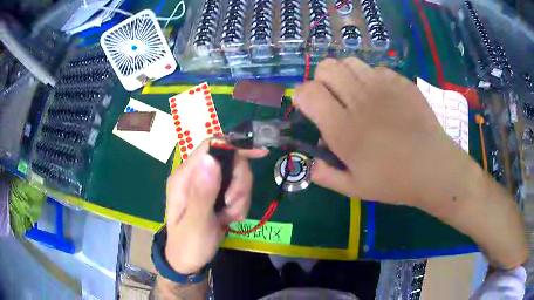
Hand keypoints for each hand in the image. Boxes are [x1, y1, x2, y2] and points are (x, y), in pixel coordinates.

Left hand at [164, 141, 266, 273]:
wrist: (188, 261)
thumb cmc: (188, 244)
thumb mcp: (196, 223)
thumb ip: (203, 192)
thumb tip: (211, 158)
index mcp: (185, 177)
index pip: (211, 147)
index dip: (234, 146)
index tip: (259, 154)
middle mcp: (196, 176)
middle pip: (230, 161)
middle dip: (239, 184)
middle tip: (232, 206)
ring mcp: (207, 185)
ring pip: (237, 177)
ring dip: (240, 199)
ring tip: (228, 218)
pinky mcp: (216, 195)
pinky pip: (238, 191)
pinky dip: (239, 205)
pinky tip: (229, 219)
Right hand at [295, 58, 527, 268]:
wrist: (434, 169)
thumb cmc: (395, 182)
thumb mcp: (354, 189)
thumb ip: (325, 175)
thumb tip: (310, 161)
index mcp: (344, 129)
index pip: (308, 92)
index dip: (301, 96)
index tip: (308, 108)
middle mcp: (360, 100)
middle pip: (326, 67)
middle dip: (321, 80)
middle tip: (332, 100)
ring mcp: (383, 86)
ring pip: (349, 62)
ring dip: (344, 75)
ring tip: (355, 95)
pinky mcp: (400, 81)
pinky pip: (375, 69)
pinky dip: (370, 79)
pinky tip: (381, 97)